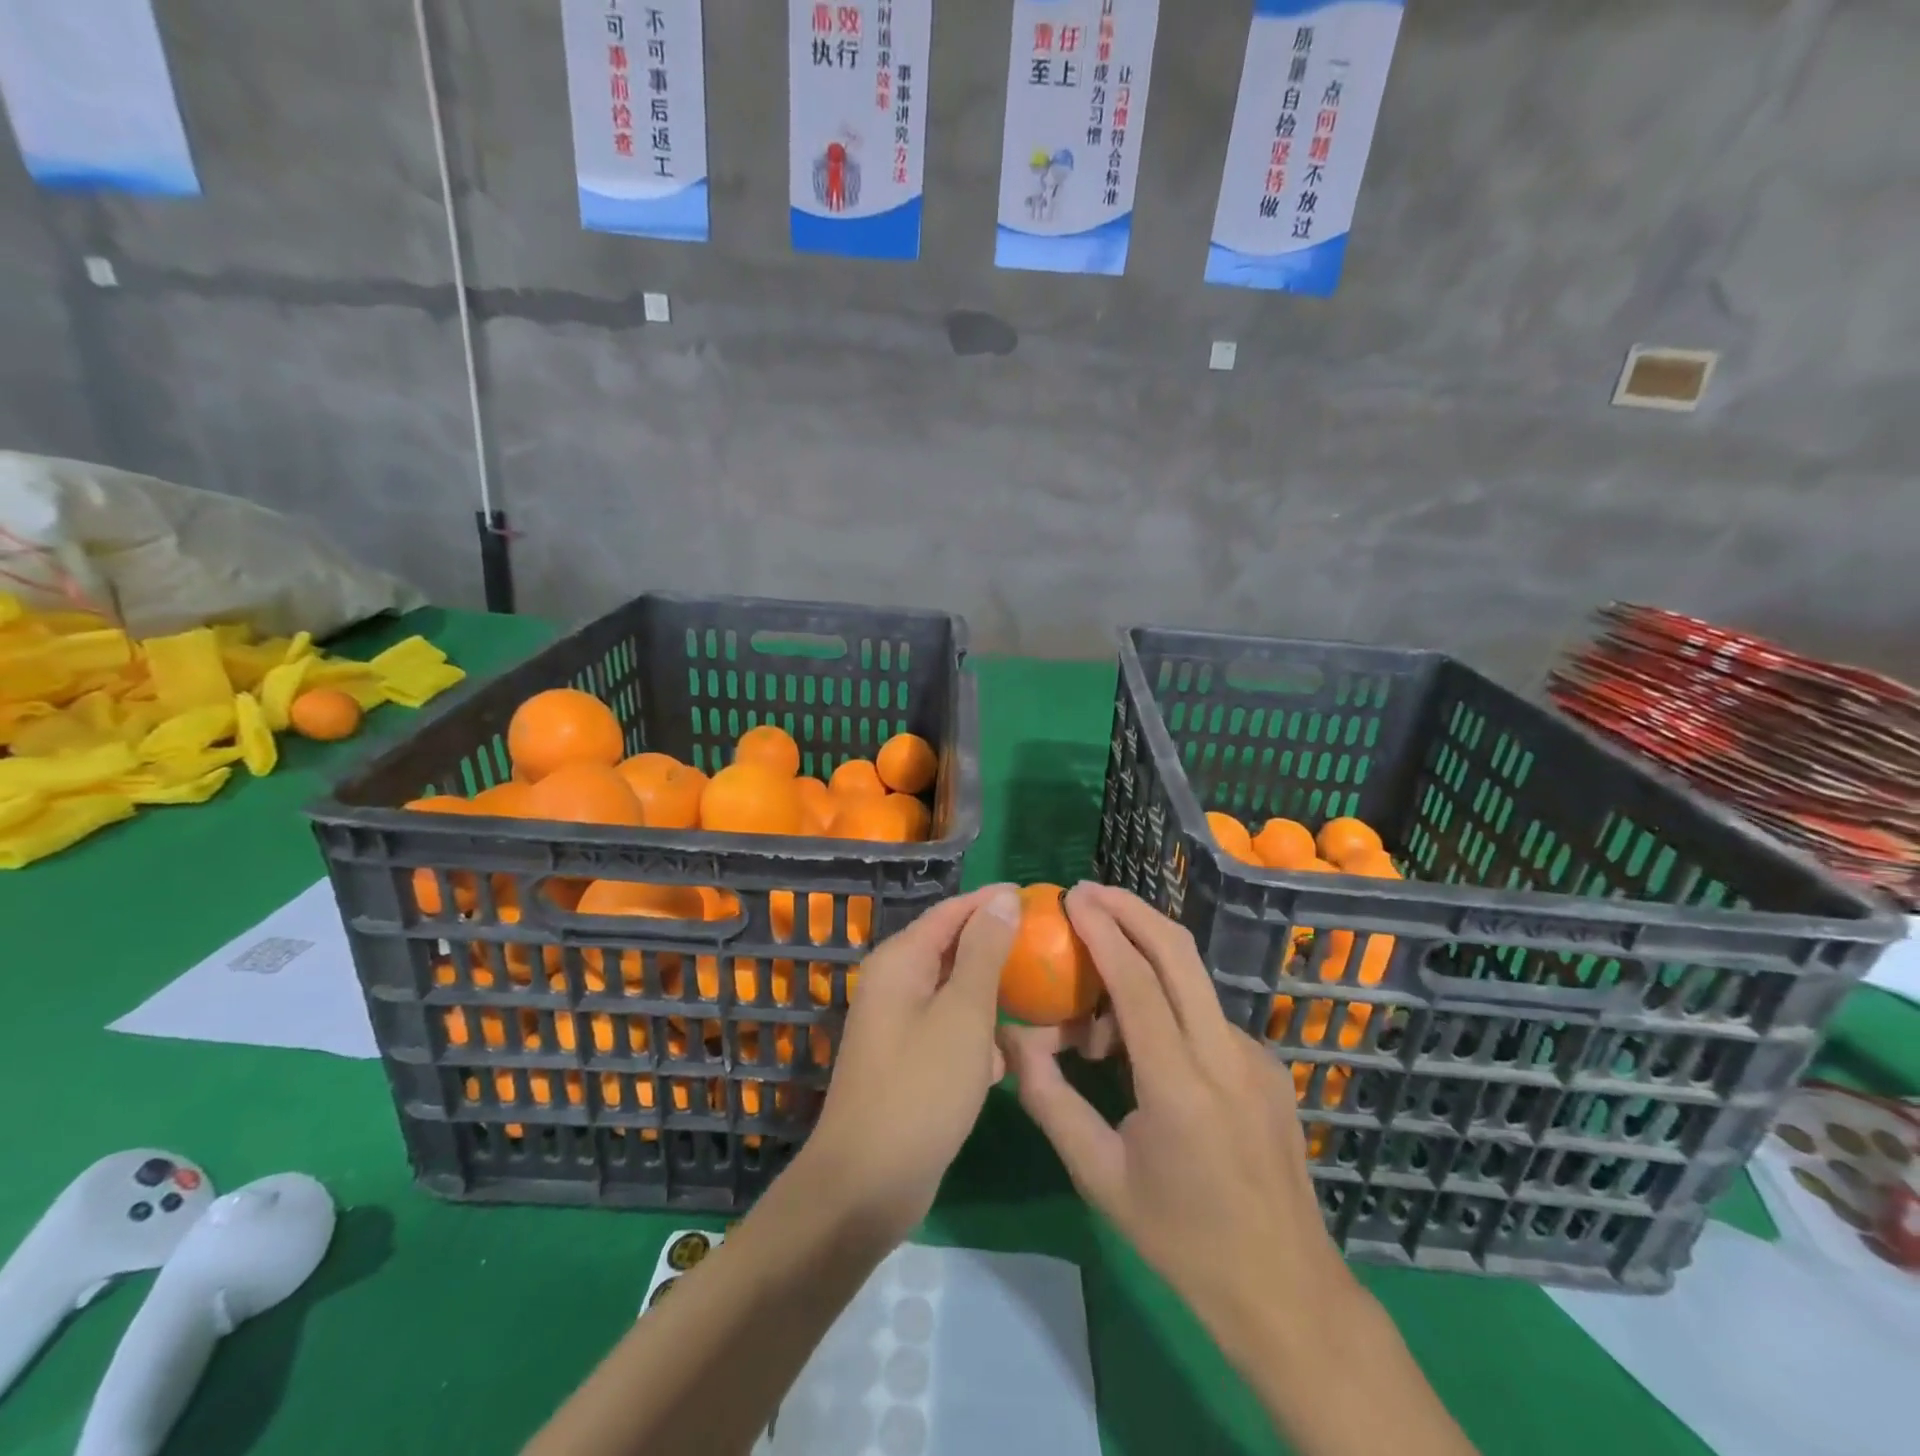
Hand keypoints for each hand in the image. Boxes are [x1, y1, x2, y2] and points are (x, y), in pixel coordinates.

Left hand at [799, 884, 1021, 1242]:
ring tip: (1038, 995)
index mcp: (900, 961)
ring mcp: (897, 1024)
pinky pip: (948, 1030)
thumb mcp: (963, 1014)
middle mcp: (893, 984)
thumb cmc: (921, 1089)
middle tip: (1047, 946)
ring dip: (991, 994)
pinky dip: (977, 1034)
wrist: (866, 1185)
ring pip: (953, 992)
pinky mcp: (906, 1061)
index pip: (951, 911)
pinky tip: (1007, 1057)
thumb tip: (1001, 898)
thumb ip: (984, 952)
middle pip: (951, 948)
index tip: (1037, 898)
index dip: (992, 901)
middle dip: (997, 946)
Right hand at [999, 882, 1358, 1354]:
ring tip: (1095, 1005)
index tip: (1073, 896)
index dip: (1103, 929)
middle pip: (1179, 952)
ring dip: (1144, 963)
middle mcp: (1225, 1055)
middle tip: (1089, 892)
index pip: (1136, 981)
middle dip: (1132, 909)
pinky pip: (1206, 1015)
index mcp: (1179, 1085)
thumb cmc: (1181, 1239)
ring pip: (1192, 982)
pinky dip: (1167, 1005)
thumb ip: (1049, 1099)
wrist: (1286, 1290)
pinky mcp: (1268, 1066)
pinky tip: (1141, 1047)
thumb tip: (1013, 1038)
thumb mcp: (1099, 1176)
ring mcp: (1255, 1057)